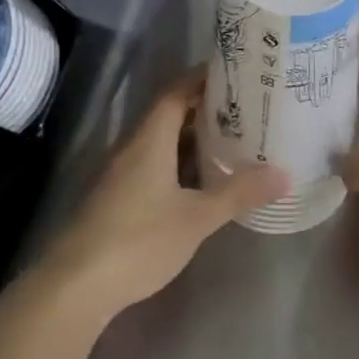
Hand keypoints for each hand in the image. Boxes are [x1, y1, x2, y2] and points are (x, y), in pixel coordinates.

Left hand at [37, 69, 287, 324]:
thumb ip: (238, 194)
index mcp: (149, 138)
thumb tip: (283, 174)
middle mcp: (132, 146)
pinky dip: (178, 162)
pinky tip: (199, 181)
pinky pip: (152, 163)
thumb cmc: (138, 240)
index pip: (176, 91)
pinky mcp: (116, 197)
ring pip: (160, 141)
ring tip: (230, 140)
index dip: (202, 78)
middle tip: (244, 108)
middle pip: (169, 113)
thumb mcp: (196, 218)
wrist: (74, 285)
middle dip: (204, 108)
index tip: (235, 73)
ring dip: (191, 137)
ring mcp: (120, 172)